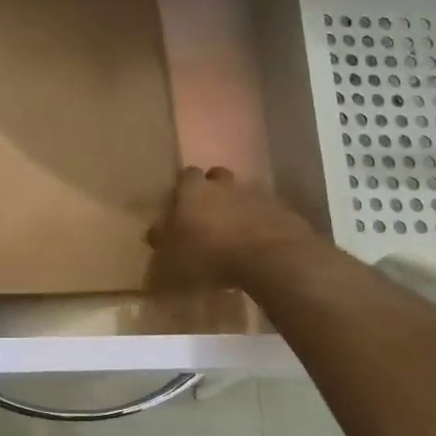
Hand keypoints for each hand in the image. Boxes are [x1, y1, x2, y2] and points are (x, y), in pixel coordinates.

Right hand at [146, 166, 319, 288]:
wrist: (270, 258)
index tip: (182, 207)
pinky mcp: (282, 211)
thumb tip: (154, 232)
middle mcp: (224, 185)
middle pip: (217, 177)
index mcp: (194, 191)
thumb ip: (162, 242)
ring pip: (243, 193)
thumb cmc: (210, 256)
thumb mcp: (171, 258)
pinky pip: (267, 212)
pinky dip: (262, 223)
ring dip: (239, 207)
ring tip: (236, 233)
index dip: (184, 189)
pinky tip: (259, 245)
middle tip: (209, 215)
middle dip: (213, 190)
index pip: (186, 176)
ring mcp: (256, 195)